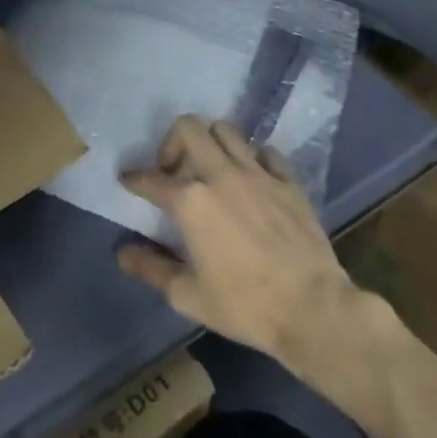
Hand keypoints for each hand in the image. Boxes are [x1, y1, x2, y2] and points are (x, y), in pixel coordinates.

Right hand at [118, 117, 366, 368]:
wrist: (313, 309)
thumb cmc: (245, 305)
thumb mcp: (188, 295)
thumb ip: (152, 268)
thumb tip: (123, 252)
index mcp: (191, 200)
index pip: (151, 179)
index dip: (134, 179)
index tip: (128, 180)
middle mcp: (221, 174)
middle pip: (189, 128)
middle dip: (172, 142)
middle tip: (173, 170)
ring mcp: (258, 174)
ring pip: (227, 130)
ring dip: (211, 142)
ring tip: (210, 167)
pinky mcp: (288, 181)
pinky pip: (266, 152)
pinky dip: (253, 158)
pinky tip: (252, 177)